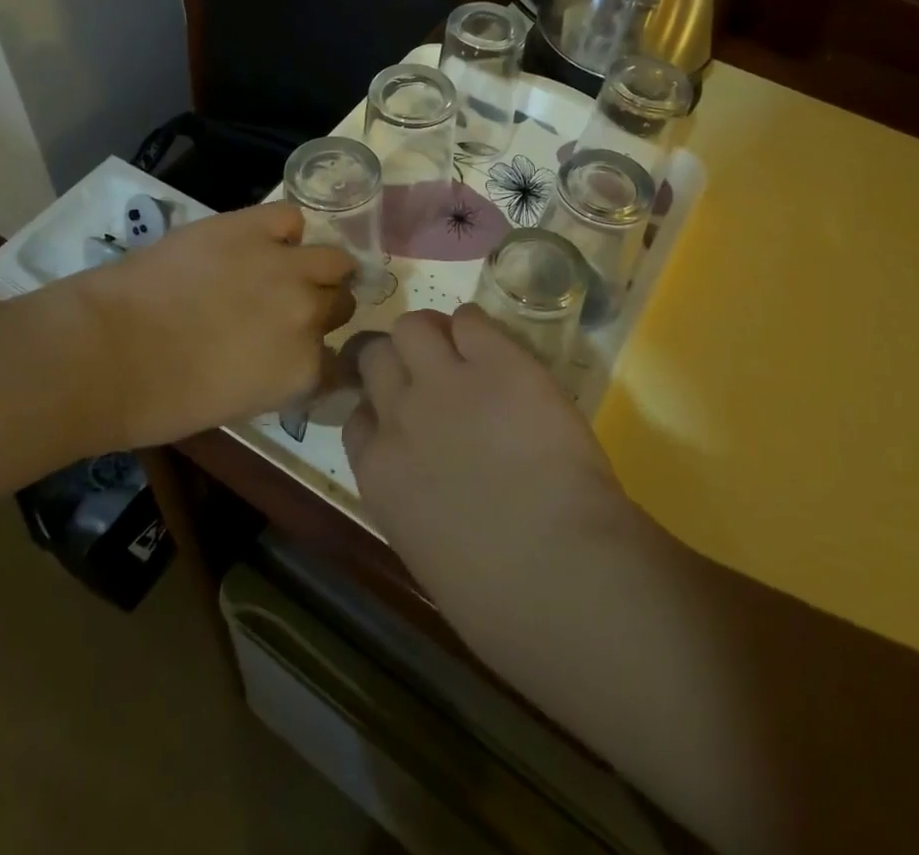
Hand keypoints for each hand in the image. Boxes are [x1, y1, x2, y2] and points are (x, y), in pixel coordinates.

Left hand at [78, 202, 355, 444]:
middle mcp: (309, 315)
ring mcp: (286, 267)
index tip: (302, 353)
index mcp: (303, 370)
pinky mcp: (254, 227)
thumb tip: (284, 355)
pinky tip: (264, 241)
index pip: (338, 362)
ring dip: (318, 269)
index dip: (319, 356)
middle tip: (285, 310)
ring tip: (287, 270)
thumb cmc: (160, 398)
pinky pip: (292, 219)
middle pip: (341, 304)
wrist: (108, 349)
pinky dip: (284, 231)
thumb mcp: (237, 405)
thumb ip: (277, 377)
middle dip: (321, 309)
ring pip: (334, 259)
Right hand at [343, 305, 638, 651]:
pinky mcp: (497, 361)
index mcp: (379, 471)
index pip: (358, 415)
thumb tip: (431, 483)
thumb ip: (414, 500)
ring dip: (431, 334)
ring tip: (460, 350)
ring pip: (414, 325)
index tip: (403, 414)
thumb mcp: (426, 550)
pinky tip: (496, 349)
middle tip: (429, 371)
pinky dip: (477, 328)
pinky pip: (471, 320)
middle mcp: (400, 414)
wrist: (560, 573)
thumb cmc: (497, 598)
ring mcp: (446, 381)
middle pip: (375, 355)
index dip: (380, 407)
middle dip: (396, 359)